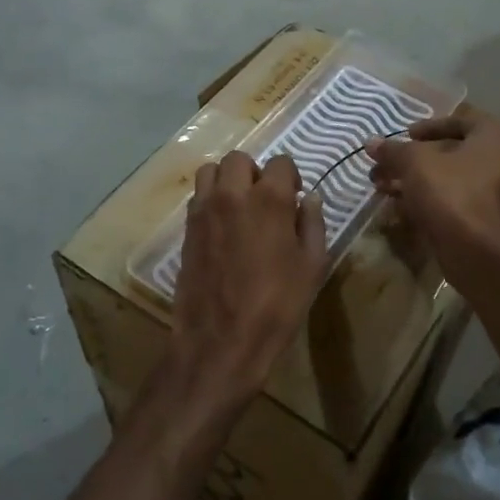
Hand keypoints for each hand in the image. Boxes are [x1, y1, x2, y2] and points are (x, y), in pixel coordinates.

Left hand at [162, 152, 327, 431]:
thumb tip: (310, 199)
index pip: (280, 162)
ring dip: (227, 180)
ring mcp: (204, 211)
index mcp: (269, 199)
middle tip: (265, 200)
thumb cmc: (276, 305)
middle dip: (255, 172)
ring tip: (239, 206)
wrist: (221, 341)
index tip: (294, 198)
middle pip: (239, 159)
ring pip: (210, 171)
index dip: (290, 177)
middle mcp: (233, 194)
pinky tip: (223, 228)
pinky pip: (198, 198)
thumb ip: (312, 225)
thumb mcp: (312, 267)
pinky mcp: (186, 230)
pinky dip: (211, 201)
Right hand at [365, 114, 499, 287]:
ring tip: (380, 184)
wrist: (473, 249)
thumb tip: (371, 142)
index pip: (460, 120)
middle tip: (386, 163)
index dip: (429, 126)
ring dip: (413, 179)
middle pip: (450, 152)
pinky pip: (451, 199)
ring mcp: (493, 192)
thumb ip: (393, 150)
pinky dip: (425, 198)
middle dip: (412, 158)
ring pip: (447, 178)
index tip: (406, 135)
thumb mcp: (414, 162)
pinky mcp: (481, 218)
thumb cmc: (449, 190)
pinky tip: (395, 203)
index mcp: (493, 136)